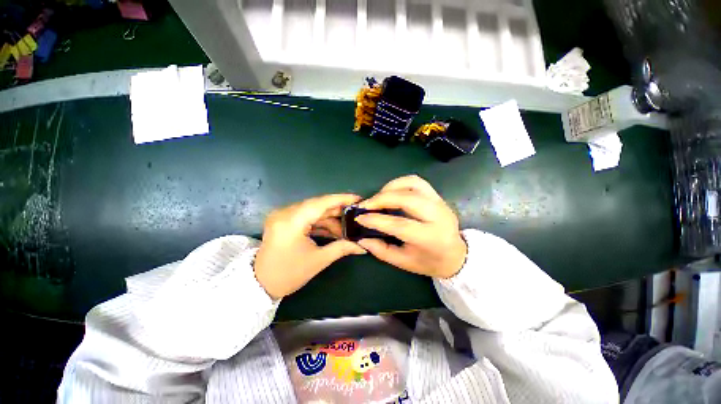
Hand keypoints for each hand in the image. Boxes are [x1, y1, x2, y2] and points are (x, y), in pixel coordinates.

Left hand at [254, 194, 366, 298]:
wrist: (260, 284)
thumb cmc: (288, 274)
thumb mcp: (318, 260)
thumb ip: (342, 248)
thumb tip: (363, 247)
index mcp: (291, 221)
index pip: (320, 203)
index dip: (341, 199)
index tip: (358, 199)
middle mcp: (285, 213)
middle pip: (318, 205)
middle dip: (338, 210)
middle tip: (356, 213)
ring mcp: (283, 215)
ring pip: (313, 211)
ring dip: (330, 218)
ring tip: (347, 225)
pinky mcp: (284, 220)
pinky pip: (307, 217)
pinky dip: (321, 222)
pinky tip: (334, 229)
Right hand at [356, 175, 466, 278]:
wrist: (455, 255)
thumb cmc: (428, 261)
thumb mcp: (403, 262)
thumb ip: (380, 250)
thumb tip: (361, 237)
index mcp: (430, 238)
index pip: (400, 224)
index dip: (377, 220)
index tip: (359, 218)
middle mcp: (438, 216)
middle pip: (407, 199)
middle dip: (381, 199)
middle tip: (366, 205)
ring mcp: (440, 202)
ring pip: (413, 184)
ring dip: (391, 187)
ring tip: (378, 198)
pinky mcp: (438, 196)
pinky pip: (417, 182)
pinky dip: (400, 183)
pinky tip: (391, 192)